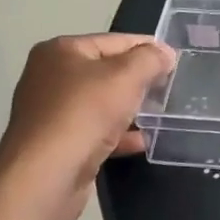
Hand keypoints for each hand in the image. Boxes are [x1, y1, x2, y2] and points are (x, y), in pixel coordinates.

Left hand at [0, 34, 176, 199]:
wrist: (44, 178)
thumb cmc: (85, 114)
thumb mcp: (126, 76)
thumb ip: (150, 58)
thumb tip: (164, 53)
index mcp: (61, 50)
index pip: (114, 41)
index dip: (147, 48)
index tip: (175, 60)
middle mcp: (50, 76)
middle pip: (106, 71)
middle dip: (138, 80)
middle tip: (169, 88)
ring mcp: (50, 112)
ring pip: (101, 103)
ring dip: (129, 108)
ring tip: (159, 115)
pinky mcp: (55, 144)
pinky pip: (93, 130)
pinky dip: (117, 133)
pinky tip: (141, 141)